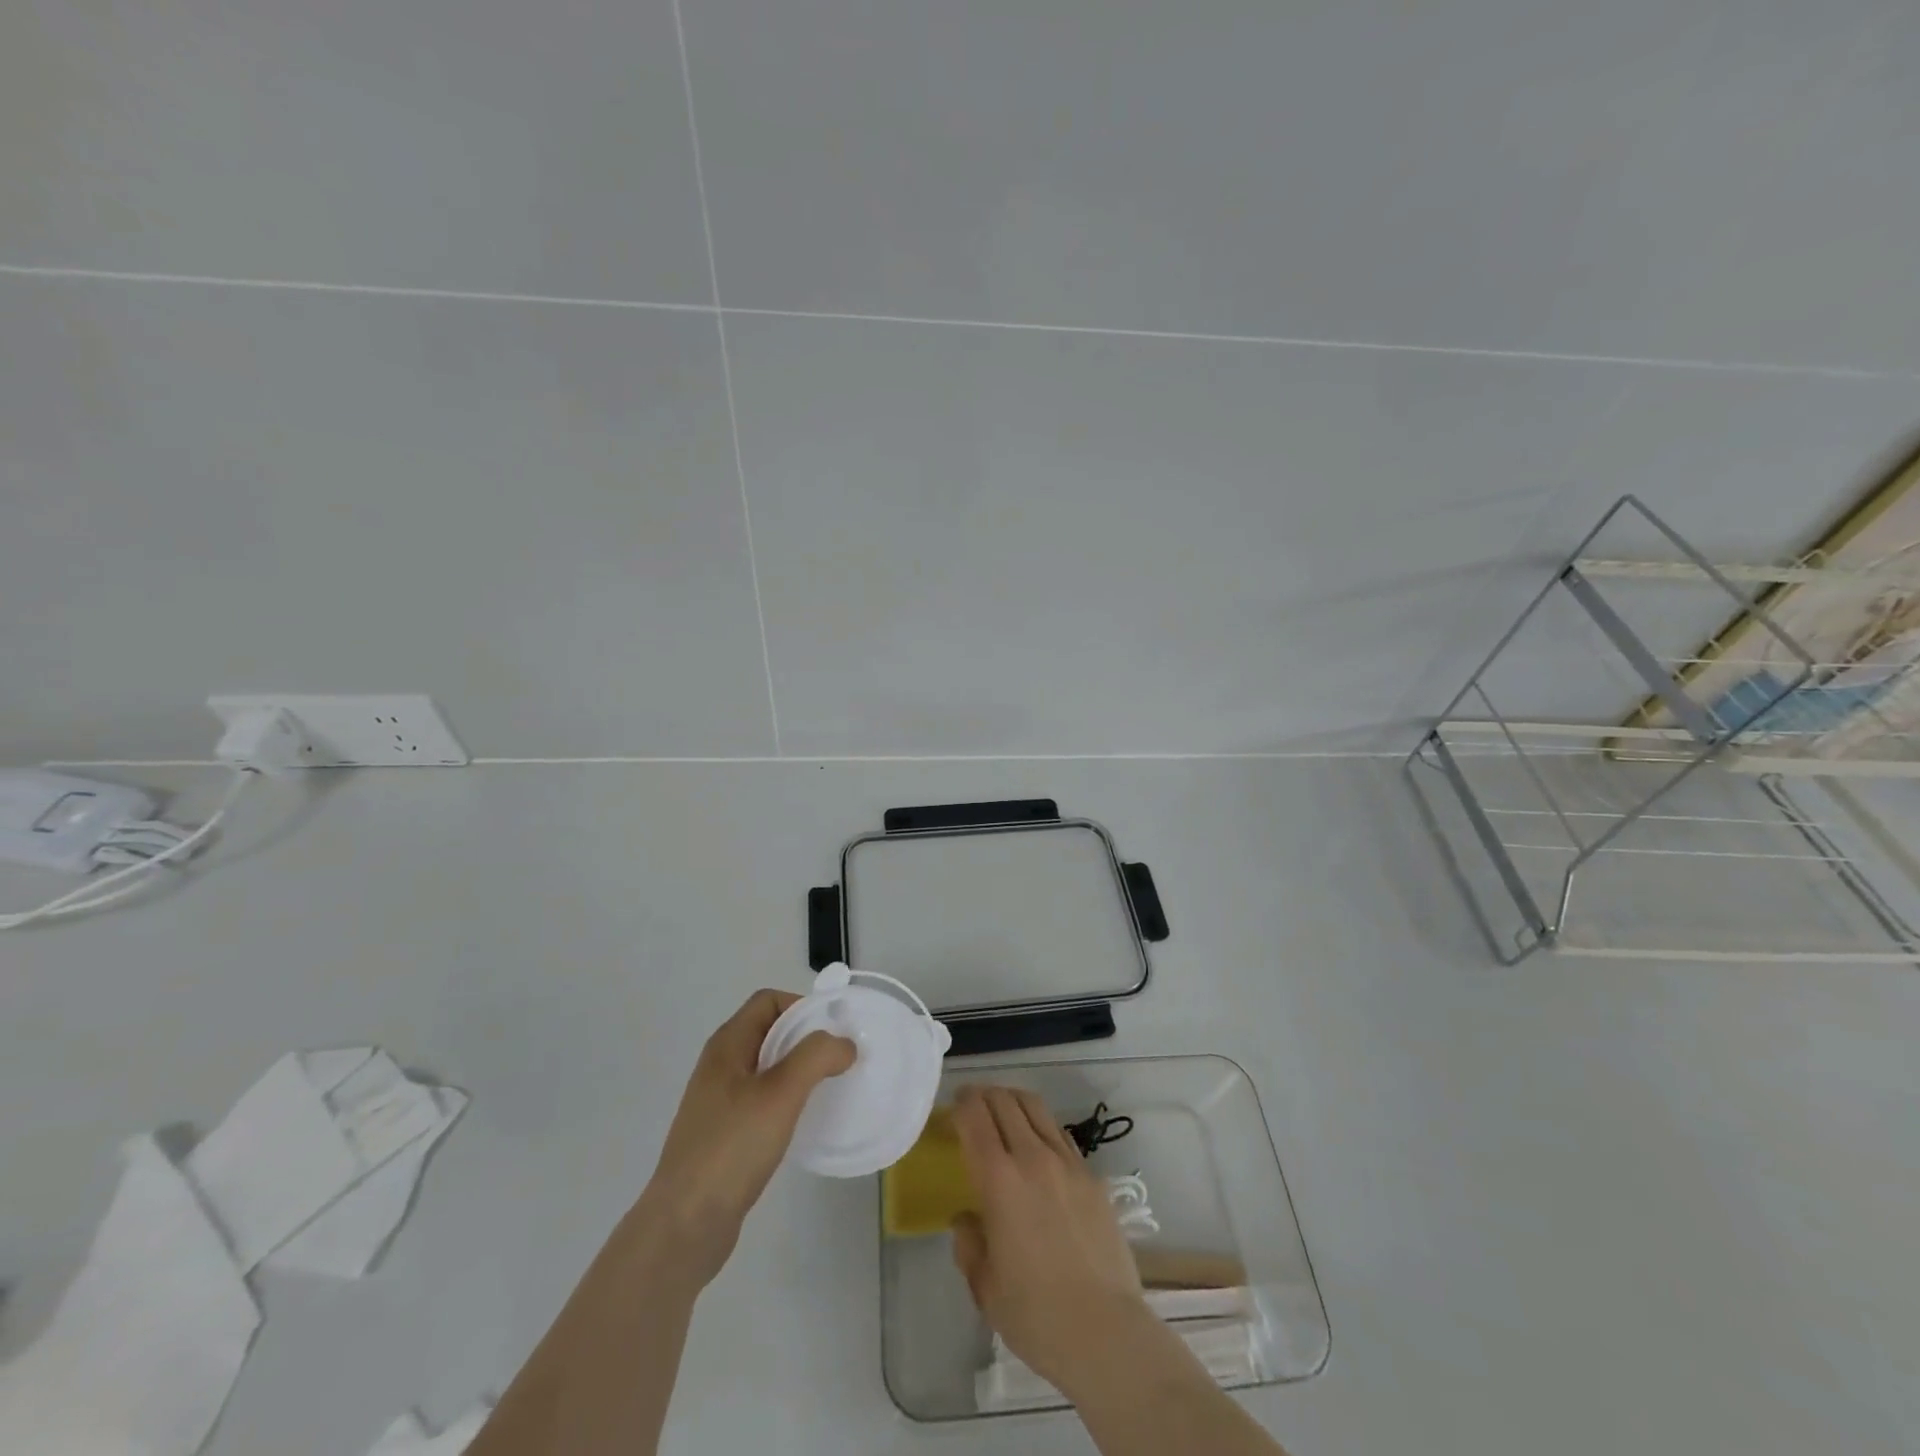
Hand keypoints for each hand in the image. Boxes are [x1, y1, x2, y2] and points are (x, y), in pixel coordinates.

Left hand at [634, 990, 853, 1285]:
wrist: (684, 1225)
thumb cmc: (731, 1148)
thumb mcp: (780, 1094)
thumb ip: (815, 1057)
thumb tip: (844, 1043)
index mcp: (727, 1045)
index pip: (768, 1000)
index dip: (802, 1007)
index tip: (834, 1032)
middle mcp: (721, 1065)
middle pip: (770, 1031)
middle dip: (807, 1038)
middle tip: (841, 1060)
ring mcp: (720, 1101)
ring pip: (768, 1068)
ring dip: (800, 1071)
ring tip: (829, 1090)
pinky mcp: (725, 1133)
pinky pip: (763, 1100)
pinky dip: (788, 1100)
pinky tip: (803, 1123)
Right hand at [950, 1085, 1148, 1395]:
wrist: (1106, 1332)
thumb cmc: (1036, 1315)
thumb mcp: (985, 1286)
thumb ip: (969, 1244)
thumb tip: (967, 1219)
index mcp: (999, 1180)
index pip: (974, 1117)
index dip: (960, 1104)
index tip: (952, 1108)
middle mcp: (1032, 1157)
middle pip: (1004, 1101)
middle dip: (984, 1096)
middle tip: (972, 1106)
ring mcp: (1067, 1163)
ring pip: (1036, 1107)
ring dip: (1013, 1101)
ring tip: (1003, 1113)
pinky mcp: (1092, 1176)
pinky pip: (1060, 1134)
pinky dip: (1041, 1126)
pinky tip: (1038, 1147)